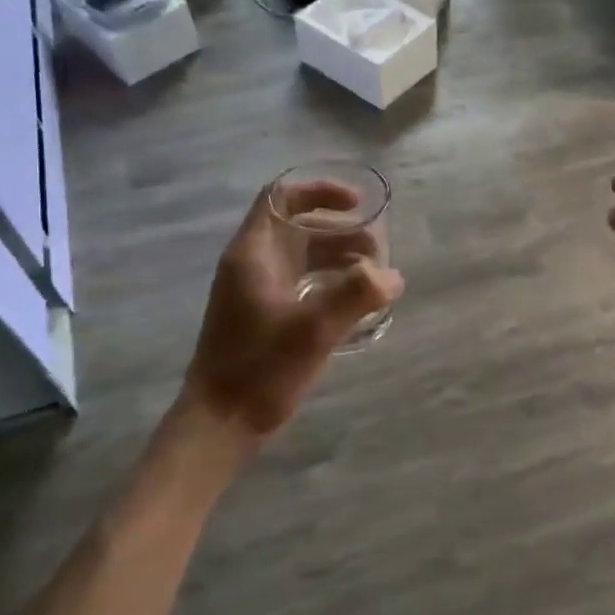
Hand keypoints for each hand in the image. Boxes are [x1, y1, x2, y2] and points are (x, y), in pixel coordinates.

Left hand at [183, 179, 403, 436]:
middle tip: (378, 251)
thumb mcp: (314, 330)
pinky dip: (330, 282)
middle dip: (342, 232)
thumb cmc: (260, 369)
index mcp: (253, 254)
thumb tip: (393, 276)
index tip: (358, 205)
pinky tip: (356, 303)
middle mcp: (252, 264)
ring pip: (302, 257)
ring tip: (375, 276)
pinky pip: (302, 283)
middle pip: (299, 227)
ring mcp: (256, 291)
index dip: (320, 192)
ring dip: (339, 258)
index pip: (282, 197)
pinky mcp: (264, 316)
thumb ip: (357, 296)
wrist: (220, 423)